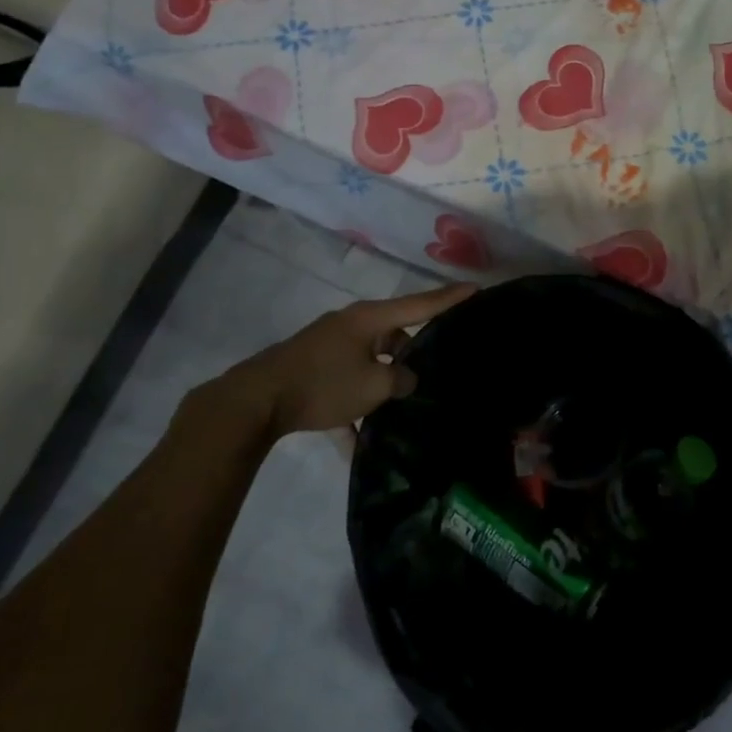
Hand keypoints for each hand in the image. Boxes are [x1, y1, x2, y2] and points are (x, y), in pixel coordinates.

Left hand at [188, 282, 475, 441]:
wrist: (254, 402)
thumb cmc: (322, 384)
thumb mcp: (372, 385)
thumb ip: (400, 380)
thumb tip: (407, 378)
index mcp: (368, 319)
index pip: (419, 305)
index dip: (449, 298)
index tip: (476, 288)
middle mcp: (350, 325)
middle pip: (392, 335)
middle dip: (410, 355)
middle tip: (432, 372)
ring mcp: (328, 346)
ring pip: (369, 362)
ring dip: (381, 384)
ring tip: (400, 409)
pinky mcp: (312, 369)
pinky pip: (344, 385)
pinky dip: (352, 408)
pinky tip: (355, 443)